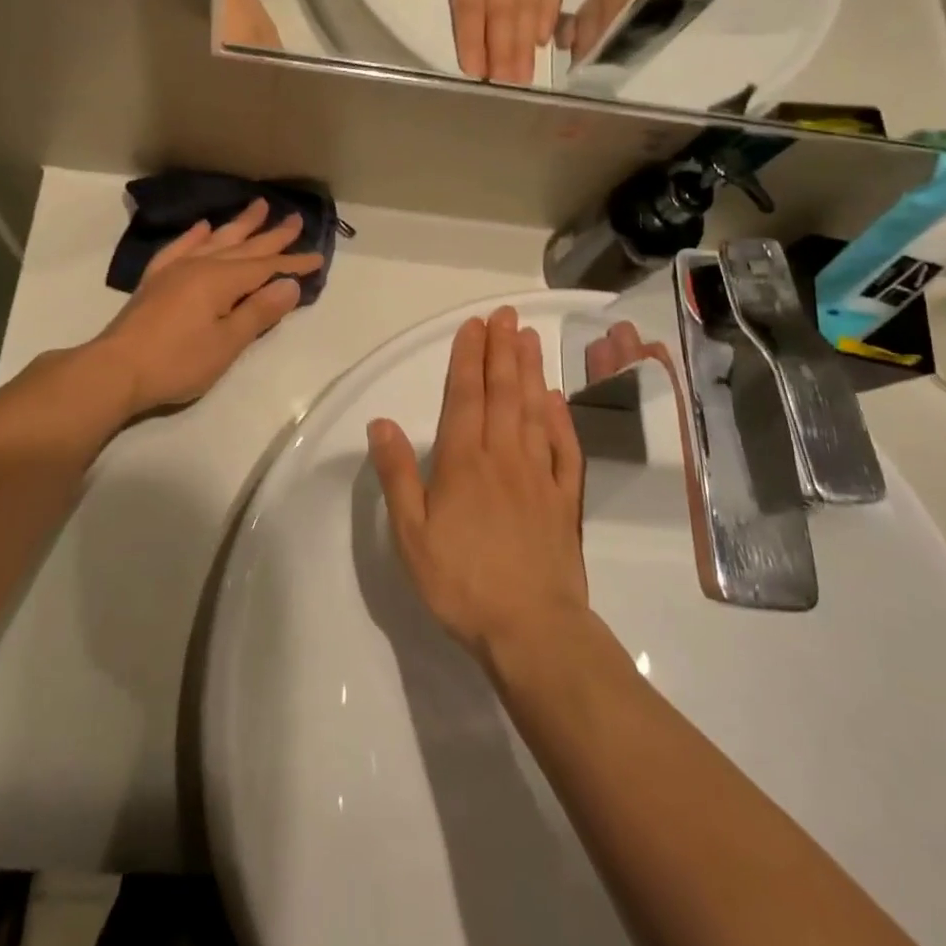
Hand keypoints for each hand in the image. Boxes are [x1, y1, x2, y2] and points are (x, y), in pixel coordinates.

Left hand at [91, 199, 321, 416]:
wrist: (115, 370)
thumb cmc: (177, 362)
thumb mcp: (227, 343)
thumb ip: (259, 312)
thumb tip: (290, 284)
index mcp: (221, 280)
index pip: (266, 267)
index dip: (293, 263)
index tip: (318, 257)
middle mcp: (200, 266)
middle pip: (244, 247)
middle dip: (272, 235)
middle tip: (295, 218)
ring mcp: (175, 270)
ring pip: (215, 240)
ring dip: (239, 225)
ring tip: (258, 207)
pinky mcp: (156, 281)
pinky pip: (180, 248)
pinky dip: (194, 236)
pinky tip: (203, 227)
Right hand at [367, 307, 587, 662]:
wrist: (532, 630)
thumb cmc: (461, 582)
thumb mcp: (411, 534)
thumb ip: (397, 475)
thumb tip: (380, 423)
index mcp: (464, 462)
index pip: (465, 396)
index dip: (468, 358)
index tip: (474, 325)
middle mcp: (503, 456)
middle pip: (503, 392)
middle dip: (502, 350)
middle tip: (506, 315)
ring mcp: (539, 475)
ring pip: (535, 410)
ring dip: (531, 371)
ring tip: (530, 339)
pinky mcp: (564, 499)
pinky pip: (564, 448)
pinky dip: (561, 418)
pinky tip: (557, 399)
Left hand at [394, 0, 564, 83]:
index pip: (469, 11)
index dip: (472, 42)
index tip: (474, 69)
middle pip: (500, 20)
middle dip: (502, 55)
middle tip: (504, 86)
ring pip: (525, 13)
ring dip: (524, 46)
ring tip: (524, 76)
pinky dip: (549, 15)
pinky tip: (545, 39)